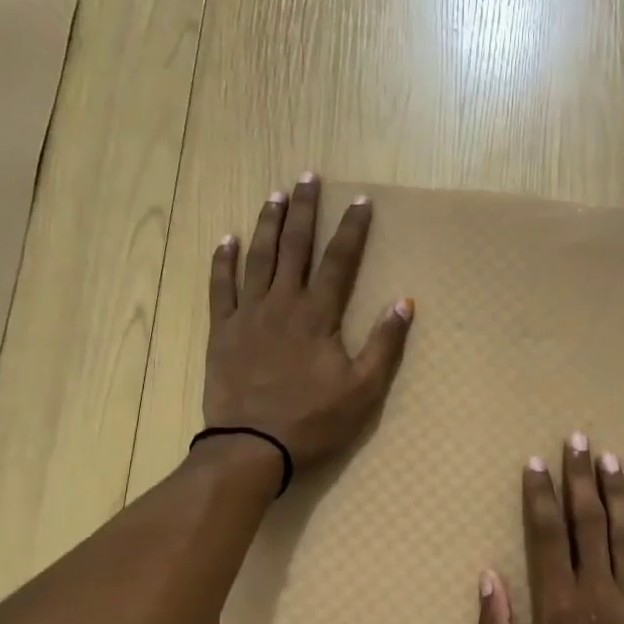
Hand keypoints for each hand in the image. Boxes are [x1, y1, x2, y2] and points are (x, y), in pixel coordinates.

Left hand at [204, 172, 413, 470]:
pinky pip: (220, 288)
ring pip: (258, 258)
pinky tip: (227, 240)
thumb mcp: (363, 390)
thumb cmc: (312, 422)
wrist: (252, 447)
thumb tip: (404, 303)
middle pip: (295, 247)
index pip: (339, 261)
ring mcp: (247, 315)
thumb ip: (384, 345)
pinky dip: (223, 262)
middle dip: (305, 210)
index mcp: (318, 316)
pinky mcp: (222, 332)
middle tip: (309, 177)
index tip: (361, 200)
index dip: (352, 230)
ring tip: (274, 195)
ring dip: (268, 224)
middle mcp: (282, 304)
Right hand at [476, 434, 623, 623]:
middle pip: (588, 524)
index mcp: (557, 609)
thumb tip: (488, 576)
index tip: (536, 463)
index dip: (539, 497)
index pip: (546, 537)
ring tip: (611, 459)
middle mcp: (598, 596)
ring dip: (618, 495)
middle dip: (581, 479)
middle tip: (578, 440)